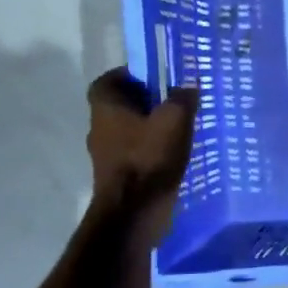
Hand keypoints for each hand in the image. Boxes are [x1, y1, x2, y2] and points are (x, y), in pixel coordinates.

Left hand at [86, 69, 199, 246]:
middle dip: (144, 102)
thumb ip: (182, 98)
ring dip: (149, 128)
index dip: (129, 75)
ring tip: (179, 129)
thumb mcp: (174, 120)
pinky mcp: (118, 177)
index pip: (108, 81)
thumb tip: (187, 86)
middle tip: (173, 101)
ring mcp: (106, 155)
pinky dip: (150, 151)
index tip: (153, 77)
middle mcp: (99, 129)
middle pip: (120, 106)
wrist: (133, 212)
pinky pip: (134, 154)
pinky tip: (173, 155)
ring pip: (128, 131)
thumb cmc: (149, 158)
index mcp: (105, 108)